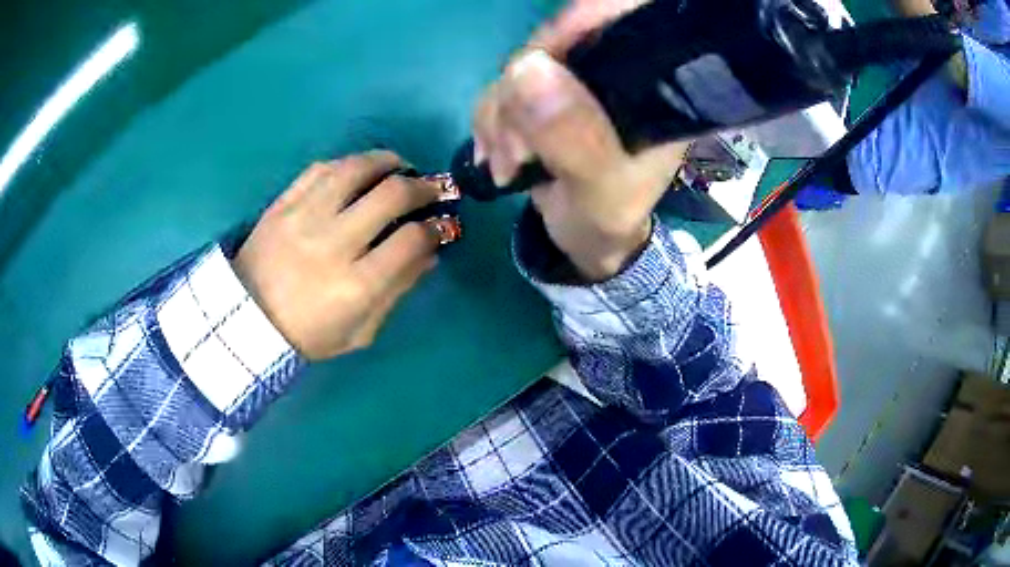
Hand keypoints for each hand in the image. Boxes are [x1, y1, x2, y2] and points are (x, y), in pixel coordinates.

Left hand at [232, 152, 444, 359]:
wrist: (247, 320)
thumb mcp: (360, 331)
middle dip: (422, 187)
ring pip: (356, 169)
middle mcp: (333, 243)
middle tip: (430, 189)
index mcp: (356, 286)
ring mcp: (304, 218)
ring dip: (387, 161)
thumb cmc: (308, 335)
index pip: (411, 241)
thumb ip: (397, 292)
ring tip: (399, 166)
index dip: (436, 228)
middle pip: (391, 195)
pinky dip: (347, 163)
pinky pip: (321, 169)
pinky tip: (359, 170)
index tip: (441, 225)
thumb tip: (430, 254)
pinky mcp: (282, 204)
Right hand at [474, 3, 688, 280]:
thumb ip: (575, 138)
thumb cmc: (607, 221)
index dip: (576, 24)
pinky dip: (490, 122)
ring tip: (508, 166)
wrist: (585, 240)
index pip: (620, 18)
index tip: (538, 66)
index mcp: (651, 89)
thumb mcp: (602, 194)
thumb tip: (526, 67)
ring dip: (500, 116)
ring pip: (520, 66)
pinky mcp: (544, 94)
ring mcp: (575, 82)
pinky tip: (497, 157)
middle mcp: (615, 74)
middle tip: (516, 151)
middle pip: (556, 41)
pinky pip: (500, 88)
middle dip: (521, 92)